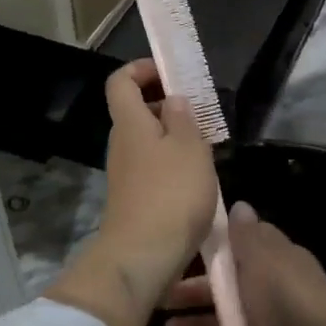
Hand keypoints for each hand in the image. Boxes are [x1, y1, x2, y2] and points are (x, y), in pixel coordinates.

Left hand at [46, 61, 218, 325]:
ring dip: (172, 136)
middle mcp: (121, 143)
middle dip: (164, 103)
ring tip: (204, 146)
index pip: (121, 81)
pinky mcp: (132, 198)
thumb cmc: (171, 194)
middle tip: (198, 112)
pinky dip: (170, 162)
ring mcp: (124, 173)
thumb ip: (183, 118)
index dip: (142, 69)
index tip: (170, 74)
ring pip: (145, 140)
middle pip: (134, 110)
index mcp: (130, 122)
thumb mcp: (190, 148)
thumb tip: (172, 100)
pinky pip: (150, 166)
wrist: (143, 256)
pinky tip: (195, 178)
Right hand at [162, 203, 325, 325]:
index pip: (240, 245)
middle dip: (194, 289)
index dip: (212, 247)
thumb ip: (246, 234)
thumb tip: (239, 205)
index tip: (177, 249)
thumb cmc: (286, 297)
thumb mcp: (262, 256)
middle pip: (228, 285)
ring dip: (200, 323)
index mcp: (273, 258)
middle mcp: (272, 288)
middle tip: (160, 296)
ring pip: (230, 320)